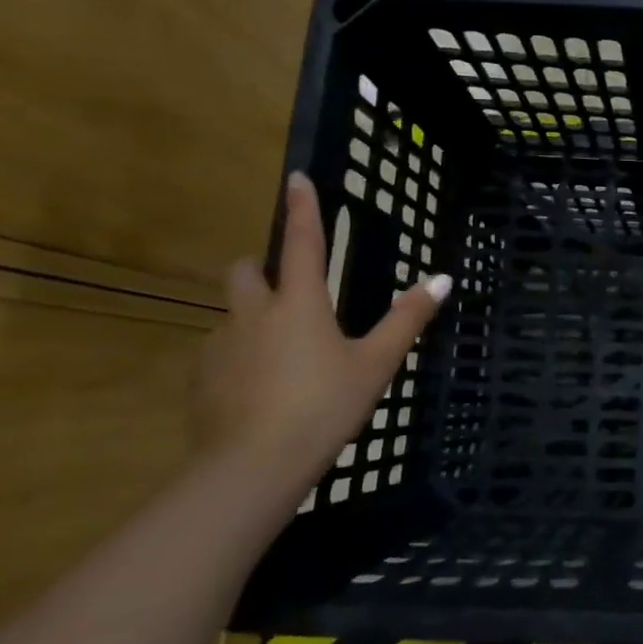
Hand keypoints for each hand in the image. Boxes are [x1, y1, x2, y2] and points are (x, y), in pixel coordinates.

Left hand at [191, 172, 449, 478]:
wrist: (253, 466)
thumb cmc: (324, 405)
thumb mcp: (376, 363)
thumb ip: (407, 319)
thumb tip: (442, 279)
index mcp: (300, 303)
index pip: (302, 242)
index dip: (303, 208)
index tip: (296, 177)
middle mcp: (254, 313)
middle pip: (245, 270)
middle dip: (261, 268)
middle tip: (286, 290)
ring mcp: (220, 346)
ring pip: (232, 314)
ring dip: (252, 318)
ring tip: (280, 354)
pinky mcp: (200, 378)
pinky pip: (220, 352)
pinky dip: (239, 357)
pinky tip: (258, 389)